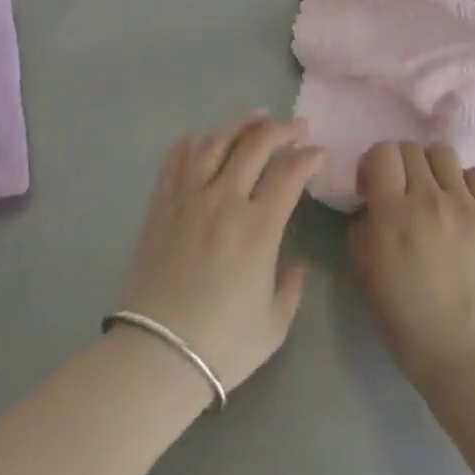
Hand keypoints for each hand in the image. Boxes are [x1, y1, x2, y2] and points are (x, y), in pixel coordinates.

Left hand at [117, 112, 322, 400]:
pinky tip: (195, 137)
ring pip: (215, 144)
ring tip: (255, 117)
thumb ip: (291, 288)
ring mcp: (189, 200)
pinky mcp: (160, 208)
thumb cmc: (222, 346)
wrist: (155, 357)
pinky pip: (174, 165)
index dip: (309, 157)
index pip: (290, 173)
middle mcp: (225, 201)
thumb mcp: (274, 325)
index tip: (318, 154)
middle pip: (255, 146)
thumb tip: (296, 264)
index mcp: (259, 227)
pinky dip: (186, 146)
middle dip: (280, 130)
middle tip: (295, 127)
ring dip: (238, 126)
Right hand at [348, 141, 474, 387]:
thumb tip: (369, 209)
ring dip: (431, 166)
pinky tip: (461, 204)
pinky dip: (465, 181)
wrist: (468, 353)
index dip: (374, 164)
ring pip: (443, 153)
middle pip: (410, 147)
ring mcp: (464, 204)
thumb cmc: (408, 323)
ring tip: (432, 192)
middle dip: (399, 164)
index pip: (382, 152)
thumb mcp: (366, 278)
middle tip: (400, 191)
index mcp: (393, 215)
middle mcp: (428, 199)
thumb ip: (361, 233)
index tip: (373, 188)